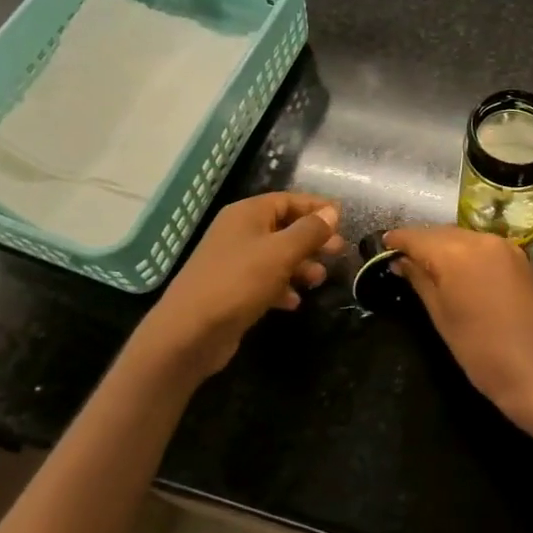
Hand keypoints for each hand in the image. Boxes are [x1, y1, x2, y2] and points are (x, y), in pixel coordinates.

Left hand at [150, 192, 344, 377]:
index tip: (343, 219)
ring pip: (276, 256)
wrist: (189, 332)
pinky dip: (282, 287)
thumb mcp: (281, 252)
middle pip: (284, 227)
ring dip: (300, 265)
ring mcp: (233, 262)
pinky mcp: (232, 290)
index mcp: (247, 214)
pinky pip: (264, 281)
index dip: (316, 208)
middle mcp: (238, 232)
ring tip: (319, 280)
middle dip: (313, 239)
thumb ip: (309, 231)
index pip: (288, 200)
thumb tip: (332, 211)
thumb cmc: (238, 282)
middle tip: (339, 252)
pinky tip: (294, 302)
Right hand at [385, 225, 532, 422]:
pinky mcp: (521, 259)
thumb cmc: (479, 350)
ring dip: (445, 246)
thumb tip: (400, 261)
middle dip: (421, 242)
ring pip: (464, 237)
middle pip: (441, 233)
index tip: (383, 245)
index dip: (398, 240)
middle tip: (403, 259)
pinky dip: (468, 252)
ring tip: (429, 265)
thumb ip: (419, 280)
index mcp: (456, 253)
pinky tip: (460, 270)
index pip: (418, 236)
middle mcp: (481, 240)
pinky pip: (485, 246)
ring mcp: (505, 247)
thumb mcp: (440, 316)